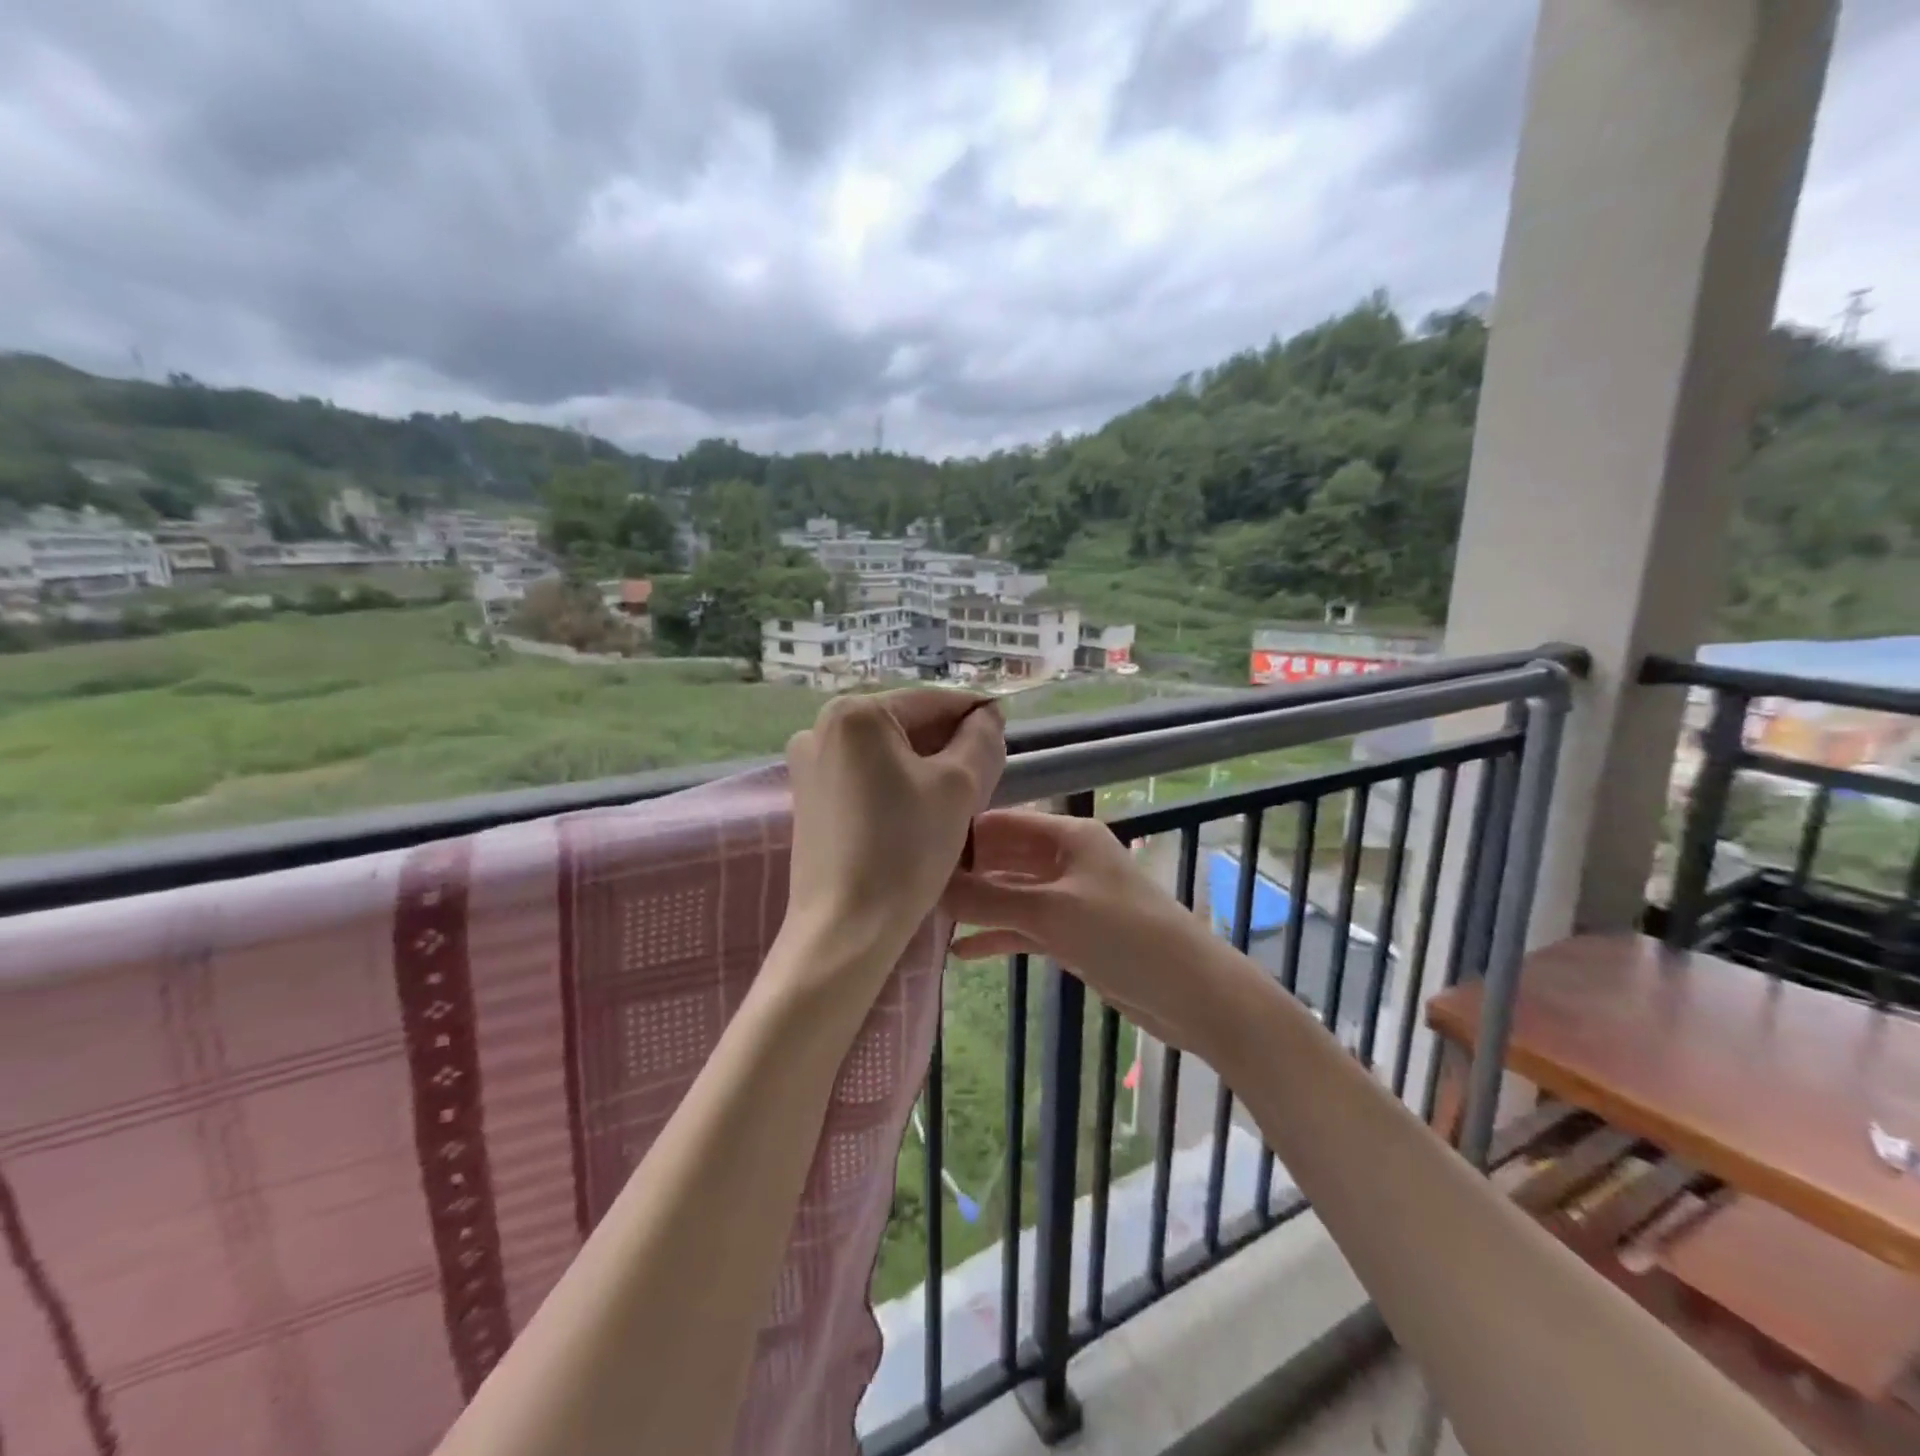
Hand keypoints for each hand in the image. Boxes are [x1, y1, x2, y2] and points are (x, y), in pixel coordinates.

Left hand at [782, 689, 1004, 989]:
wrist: (846, 927)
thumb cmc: (905, 848)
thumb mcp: (959, 786)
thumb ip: (980, 739)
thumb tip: (987, 715)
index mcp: (855, 713)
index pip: (931, 701)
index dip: (974, 715)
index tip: (1005, 735)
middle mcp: (821, 728)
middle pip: (905, 724)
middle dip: (948, 745)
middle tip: (984, 777)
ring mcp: (808, 764)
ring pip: (886, 752)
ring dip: (925, 766)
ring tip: (956, 800)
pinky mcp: (808, 798)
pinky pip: (865, 776)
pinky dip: (897, 784)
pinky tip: (919, 813)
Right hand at [941, 809, 1240, 1055]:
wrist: (1192, 993)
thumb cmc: (1125, 936)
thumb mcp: (1052, 913)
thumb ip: (988, 900)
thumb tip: (928, 888)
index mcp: (1067, 836)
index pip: (1001, 823)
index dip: (960, 835)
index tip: (912, 852)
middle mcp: (1067, 859)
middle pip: (1003, 858)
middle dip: (963, 873)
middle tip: (911, 890)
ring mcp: (1070, 898)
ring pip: (1011, 895)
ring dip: (976, 907)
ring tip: (926, 919)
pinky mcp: (1073, 934)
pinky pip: (1025, 927)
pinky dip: (997, 936)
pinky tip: (960, 952)